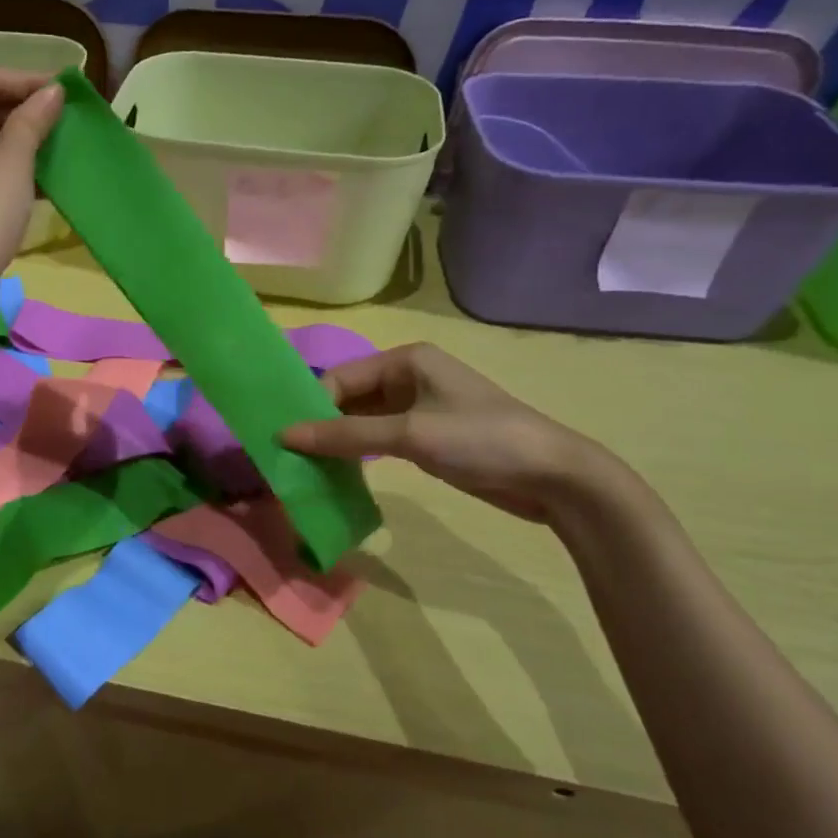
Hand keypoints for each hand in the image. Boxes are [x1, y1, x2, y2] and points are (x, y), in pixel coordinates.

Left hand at [0, 68, 63, 329]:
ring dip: (19, 141)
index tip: (66, 87)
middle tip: (65, 115)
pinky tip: (43, 175)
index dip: (26, 82)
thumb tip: (53, 91)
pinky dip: (6, 167)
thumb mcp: (13, 160)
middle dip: (22, 111)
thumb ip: (33, 119)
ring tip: (59, 142)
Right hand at [279, 343, 623, 522]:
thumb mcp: (409, 434)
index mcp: (405, 360)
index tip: (284, 439)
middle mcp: (408, 376)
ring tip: (304, 466)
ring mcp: (418, 407)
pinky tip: (336, 472)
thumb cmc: (480, 440)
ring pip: (361, 419)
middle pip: (348, 397)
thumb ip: (345, 435)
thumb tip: (284, 436)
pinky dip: (357, 453)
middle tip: (288, 455)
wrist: (553, 477)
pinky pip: (378, 438)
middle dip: (320, 423)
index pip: (340, 377)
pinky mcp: (426, 436)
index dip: (311, 406)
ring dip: (336, 440)